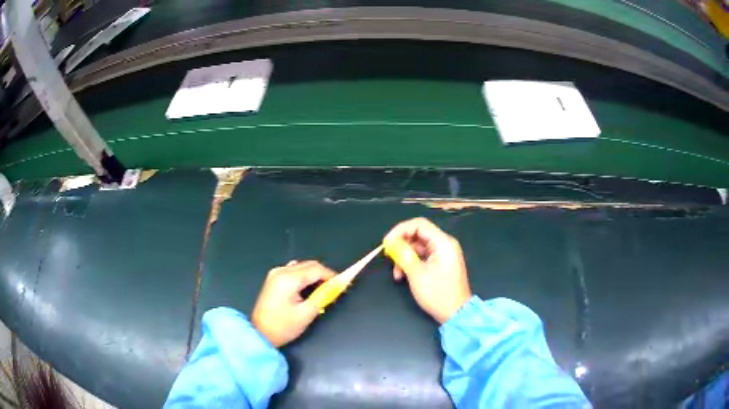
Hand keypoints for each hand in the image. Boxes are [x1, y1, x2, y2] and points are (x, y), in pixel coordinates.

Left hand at [252, 260, 335, 346]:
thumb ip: (323, 297)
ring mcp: (275, 274)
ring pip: (301, 267)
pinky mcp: (273, 279)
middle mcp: (281, 271)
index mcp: (288, 279)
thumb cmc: (283, 326)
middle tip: (335, 289)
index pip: (316, 269)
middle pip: (309, 265)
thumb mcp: (306, 313)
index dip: (332, 275)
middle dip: (324, 274)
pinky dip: (304, 276)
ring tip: (323, 290)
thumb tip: (336, 287)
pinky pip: (293, 271)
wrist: (260, 334)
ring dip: (314, 275)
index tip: (344, 284)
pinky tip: (308, 288)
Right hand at [384, 218, 471, 323]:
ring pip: (418, 247)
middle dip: (402, 246)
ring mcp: (443, 254)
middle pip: (418, 235)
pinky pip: (423, 256)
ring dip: (405, 257)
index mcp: (443, 243)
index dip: (400, 230)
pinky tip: (403, 276)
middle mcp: (445, 244)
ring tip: (397, 274)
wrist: (455, 313)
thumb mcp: (416, 274)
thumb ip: (403, 255)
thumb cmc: (437, 293)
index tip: (387, 242)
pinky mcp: (441, 263)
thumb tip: (390, 242)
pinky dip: (412, 263)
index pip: (419, 225)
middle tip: (389, 258)